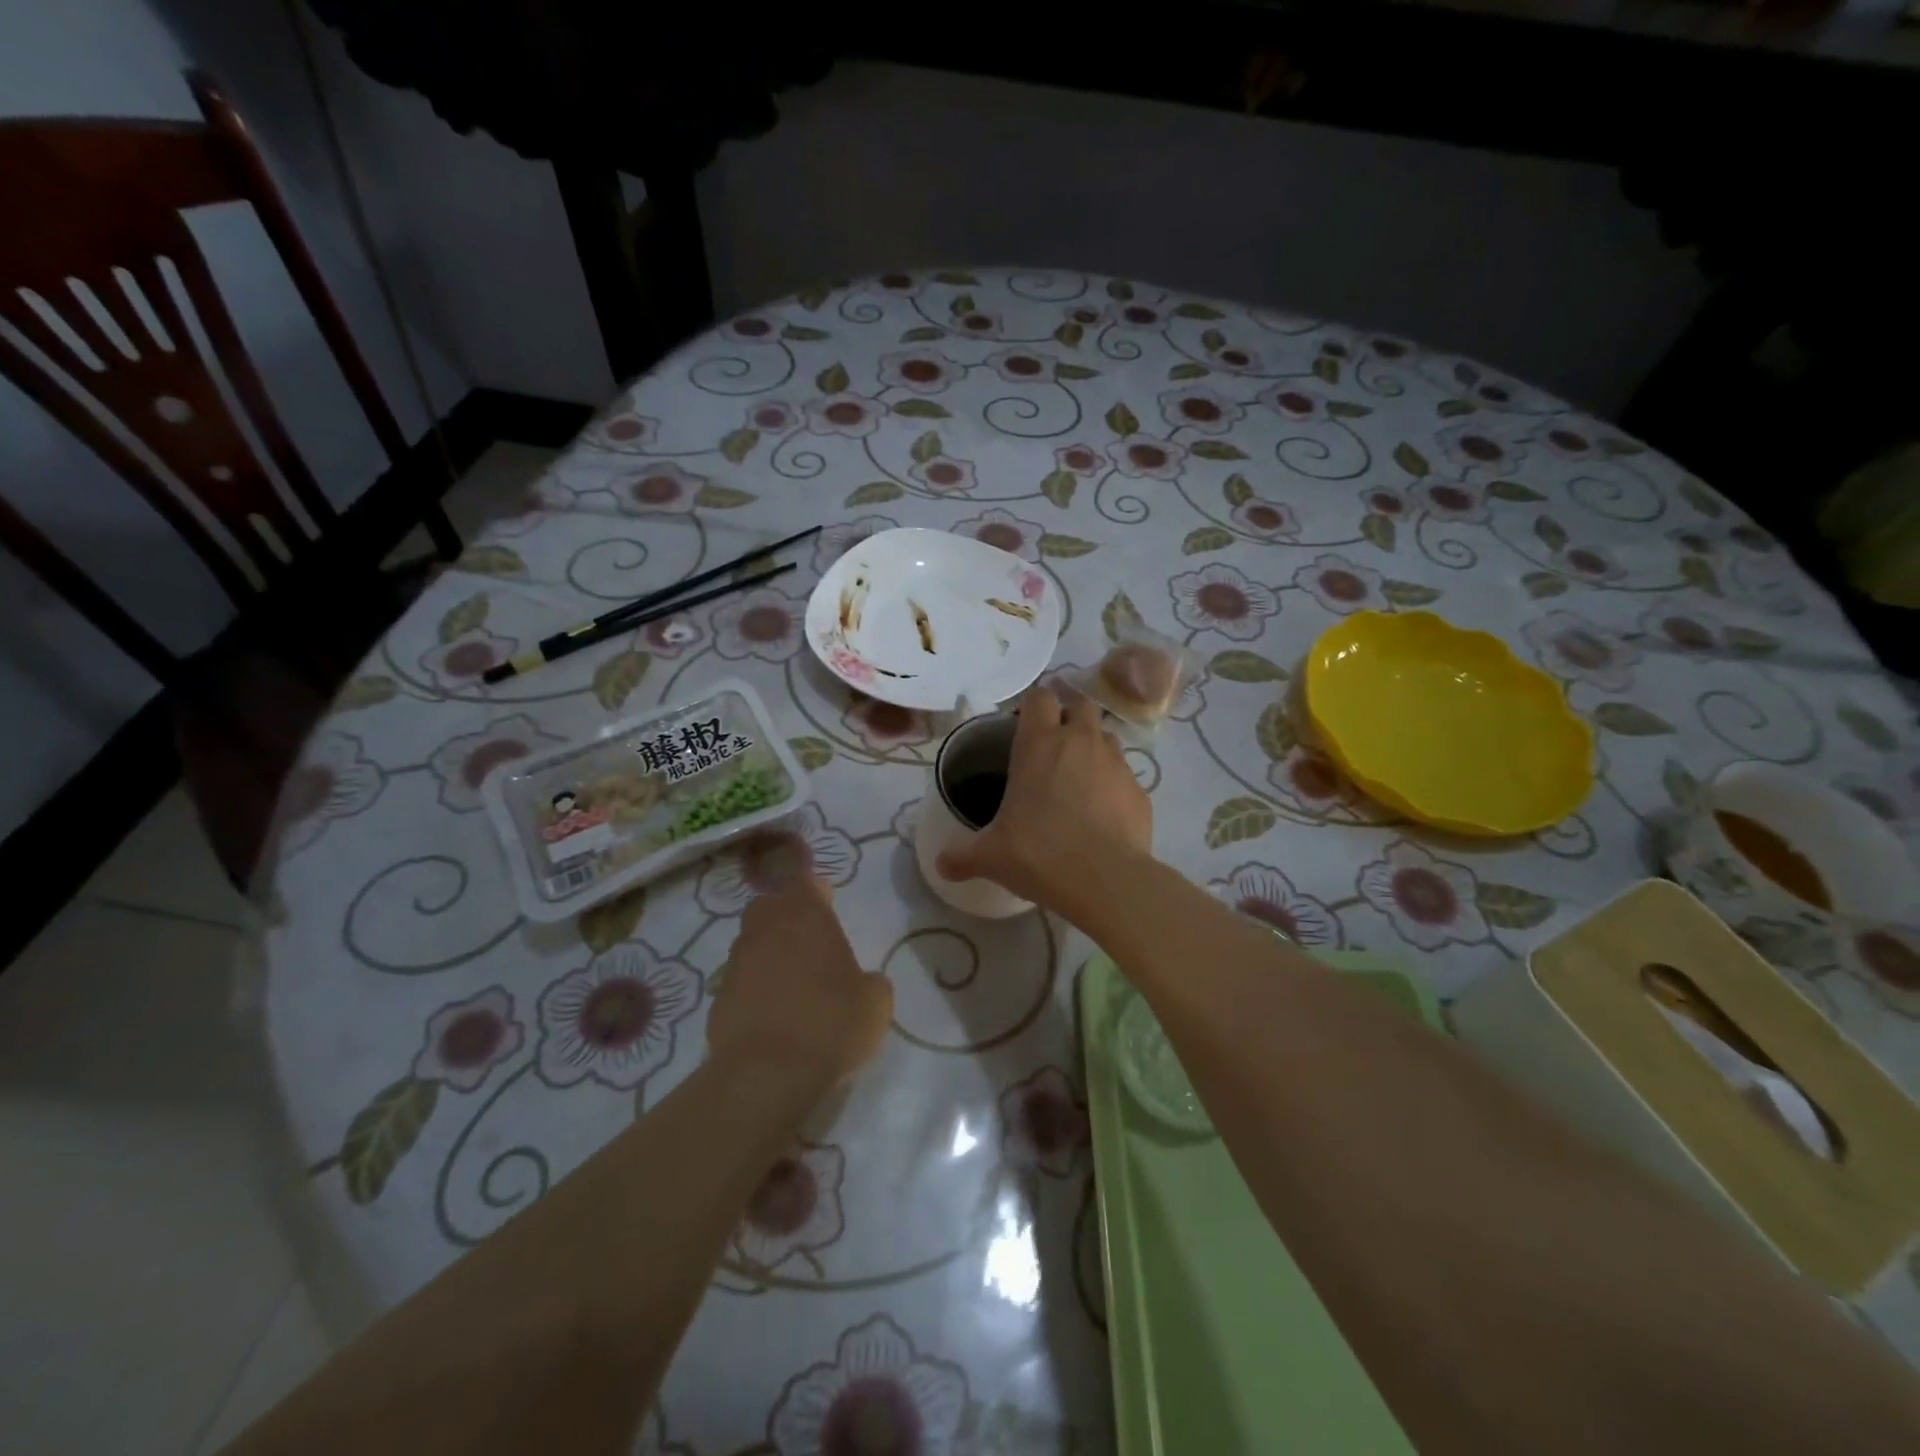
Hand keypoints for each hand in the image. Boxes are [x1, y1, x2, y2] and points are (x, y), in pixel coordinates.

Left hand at [707, 875, 893, 1090]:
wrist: (768, 1074)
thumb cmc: (831, 1023)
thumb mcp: (875, 1003)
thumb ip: (870, 982)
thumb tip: (863, 983)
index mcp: (806, 915)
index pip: (805, 881)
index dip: (816, 892)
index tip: (827, 905)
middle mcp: (766, 929)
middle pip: (769, 906)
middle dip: (784, 916)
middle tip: (807, 941)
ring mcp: (737, 963)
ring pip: (750, 942)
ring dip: (767, 953)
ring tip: (789, 982)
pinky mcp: (718, 998)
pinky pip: (738, 981)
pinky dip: (752, 989)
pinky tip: (770, 1015)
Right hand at [936, 685, 1152, 912]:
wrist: (1106, 881)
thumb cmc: (1039, 854)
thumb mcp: (991, 856)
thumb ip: (963, 855)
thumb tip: (941, 865)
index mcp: (1039, 744)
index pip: (1039, 696)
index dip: (1033, 706)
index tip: (1024, 727)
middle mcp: (1081, 741)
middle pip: (1080, 705)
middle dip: (1069, 718)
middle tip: (1054, 750)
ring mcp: (1116, 763)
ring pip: (1107, 737)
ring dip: (1094, 749)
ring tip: (1080, 781)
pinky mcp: (1140, 790)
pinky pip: (1125, 776)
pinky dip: (1114, 787)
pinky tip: (1103, 816)